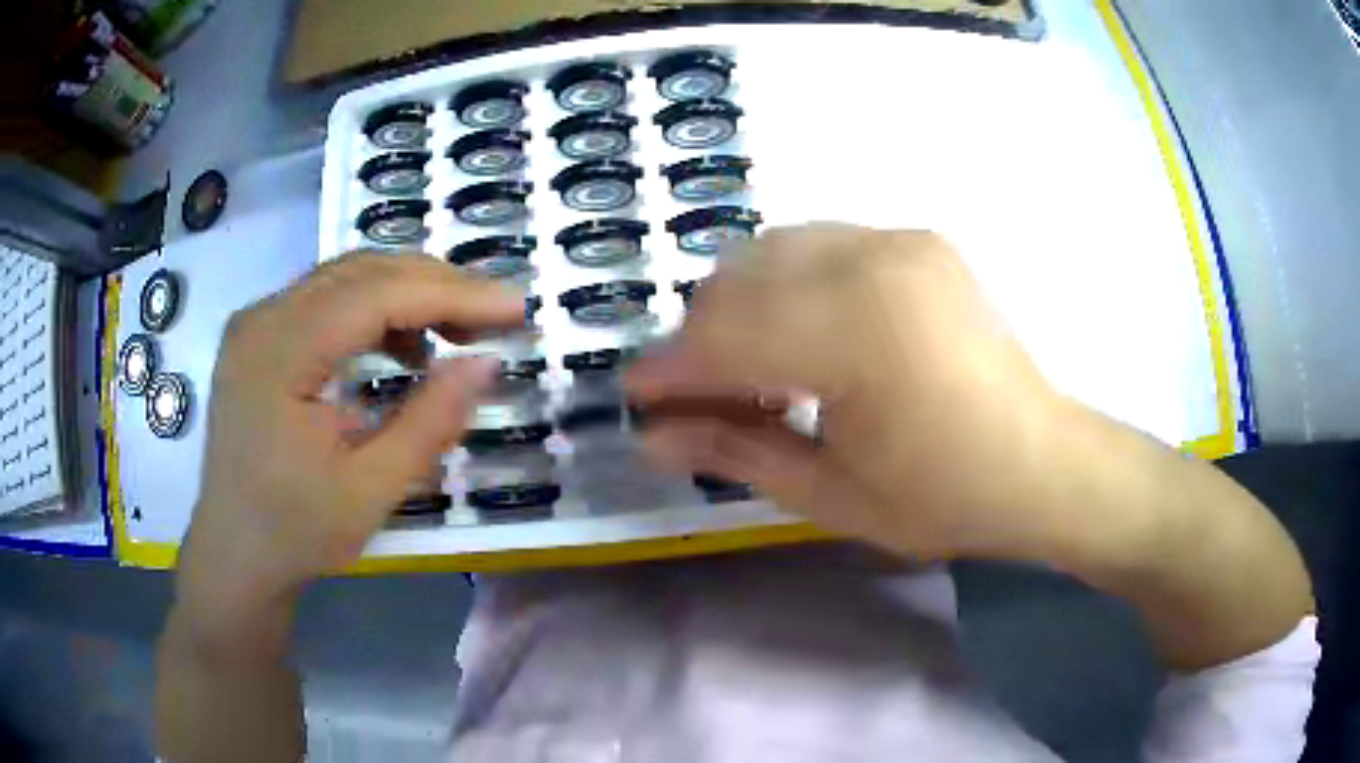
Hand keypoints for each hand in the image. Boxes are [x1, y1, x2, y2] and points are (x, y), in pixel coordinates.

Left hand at [179, 253, 522, 632]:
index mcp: (278, 354)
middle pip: (363, 271)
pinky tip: (403, 348)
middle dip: (438, 286)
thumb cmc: (295, 534)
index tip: (516, 309)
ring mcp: (257, 321)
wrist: (234, 555)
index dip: (452, 295)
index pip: (376, 295)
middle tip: (495, 318)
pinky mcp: (261, 335)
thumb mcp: (370, 492)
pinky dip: (377, 310)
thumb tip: (488, 362)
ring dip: (410, 293)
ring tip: (457, 332)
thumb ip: (430, 422)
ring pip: (347, 276)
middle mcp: (262, 318)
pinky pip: (328, 299)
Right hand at [627, 225, 1071, 558]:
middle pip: (740, 279)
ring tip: (752, 371)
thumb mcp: (831, 494)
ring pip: (772, 251)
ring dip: (740, 306)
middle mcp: (876, 261)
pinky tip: (803, 337)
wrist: (1041, 462)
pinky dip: (787, 286)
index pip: (727, 336)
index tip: (635, 398)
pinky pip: (818, 246)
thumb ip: (735, 451)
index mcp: (860, 333)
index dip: (670, 369)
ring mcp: (900, 241)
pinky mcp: (916, 240)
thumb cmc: (944, 496)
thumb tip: (652, 437)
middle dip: (701, 339)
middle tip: (699, 398)